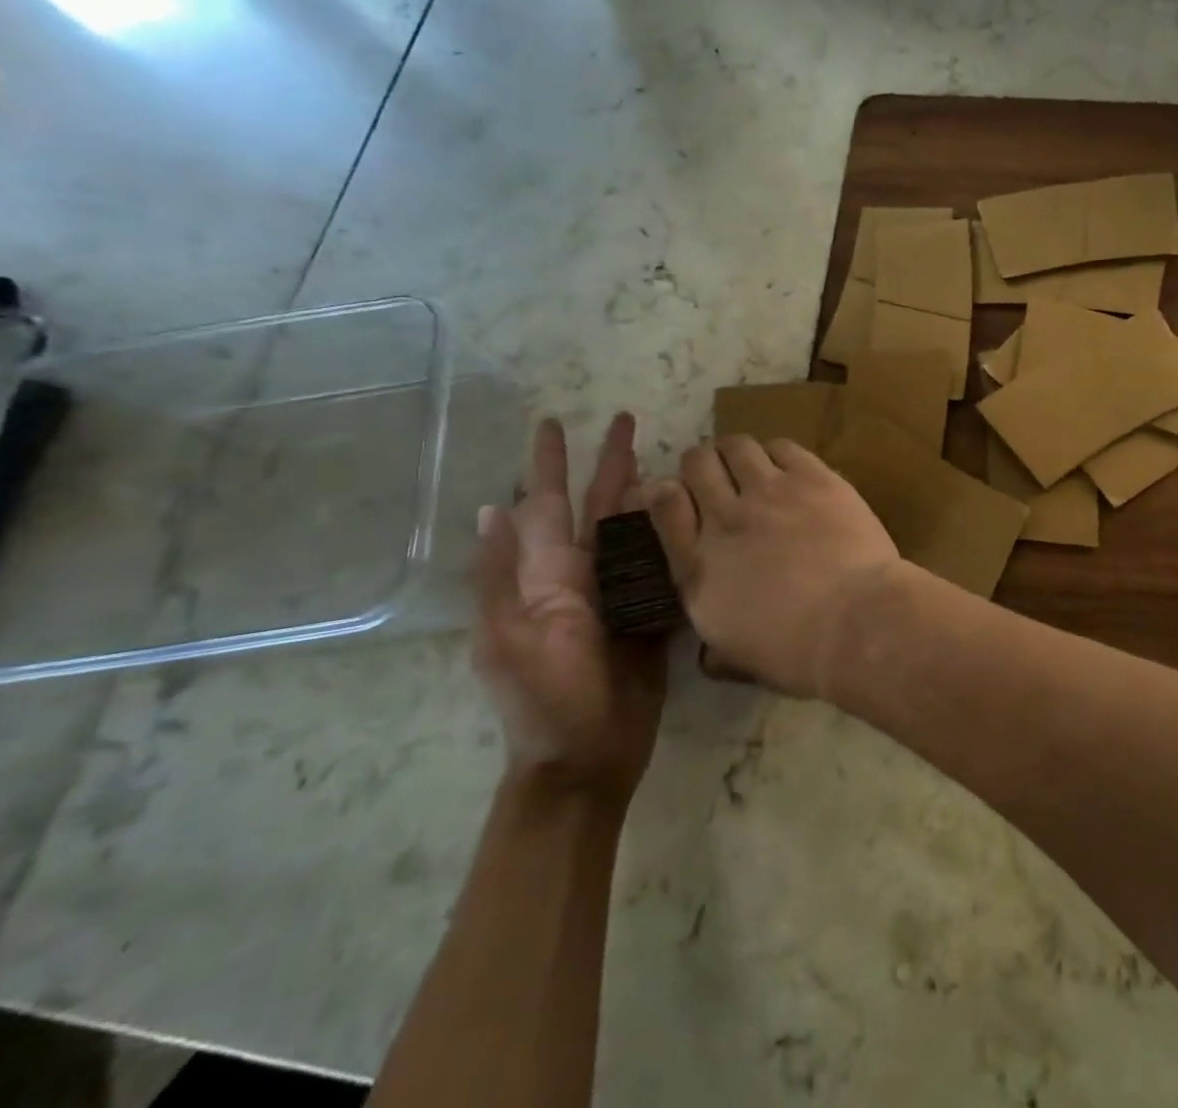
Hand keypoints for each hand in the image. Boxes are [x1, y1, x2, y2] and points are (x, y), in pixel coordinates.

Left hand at [474, 414, 666, 798]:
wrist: (589, 758)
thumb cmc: (546, 699)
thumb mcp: (511, 636)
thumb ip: (504, 574)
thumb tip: (491, 509)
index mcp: (544, 576)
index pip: (548, 503)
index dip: (550, 462)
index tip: (555, 421)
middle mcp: (579, 574)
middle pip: (598, 505)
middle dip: (610, 462)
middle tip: (628, 419)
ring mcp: (617, 592)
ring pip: (633, 527)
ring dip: (645, 490)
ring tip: (663, 455)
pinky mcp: (649, 610)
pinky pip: (661, 561)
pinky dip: (672, 532)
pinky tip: (686, 511)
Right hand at [645, 436, 901, 698]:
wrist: (854, 622)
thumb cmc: (795, 652)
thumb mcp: (737, 658)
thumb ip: (714, 646)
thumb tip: (708, 655)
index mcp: (698, 566)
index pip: (663, 507)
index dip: (665, 492)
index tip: (675, 494)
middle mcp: (725, 519)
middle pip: (697, 464)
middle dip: (701, 464)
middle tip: (717, 476)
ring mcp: (769, 492)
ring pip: (737, 446)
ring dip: (736, 452)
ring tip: (748, 465)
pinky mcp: (812, 477)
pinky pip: (782, 446)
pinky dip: (777, 453)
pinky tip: (787, 468)